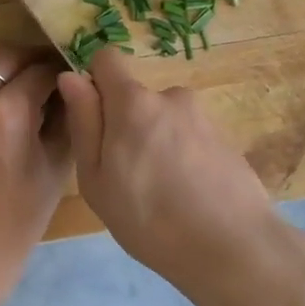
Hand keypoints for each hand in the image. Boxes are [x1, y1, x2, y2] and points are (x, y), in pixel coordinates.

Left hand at [0, 45, 70, 303]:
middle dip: (32, 59)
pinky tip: (0, 101)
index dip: (62, 69)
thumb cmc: (21, 214)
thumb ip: (66, 118)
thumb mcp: (56, 164)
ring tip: (23, 79)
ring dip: (4, 63)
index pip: (41, 70)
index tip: (75, 74)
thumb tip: (73, 87)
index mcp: (9, 111)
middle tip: (51, 73)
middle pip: (6, 55)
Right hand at [56, 50, 301, 305]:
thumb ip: (83, 122)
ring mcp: (203, 116)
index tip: (94, 120)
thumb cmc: (148, 218)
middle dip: (127, 124)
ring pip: (164, 120)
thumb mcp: (96, 178)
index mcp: (133, 101)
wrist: (233, 247)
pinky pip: (190, 138)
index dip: (95, 82)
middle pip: (136, 98)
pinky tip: (189, 196)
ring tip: (162, 192)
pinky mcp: (226, 138)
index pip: (107, 58)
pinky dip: (183, 157)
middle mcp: (170, 96)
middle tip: (127, 176)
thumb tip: (72, 77)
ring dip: (157, 142)